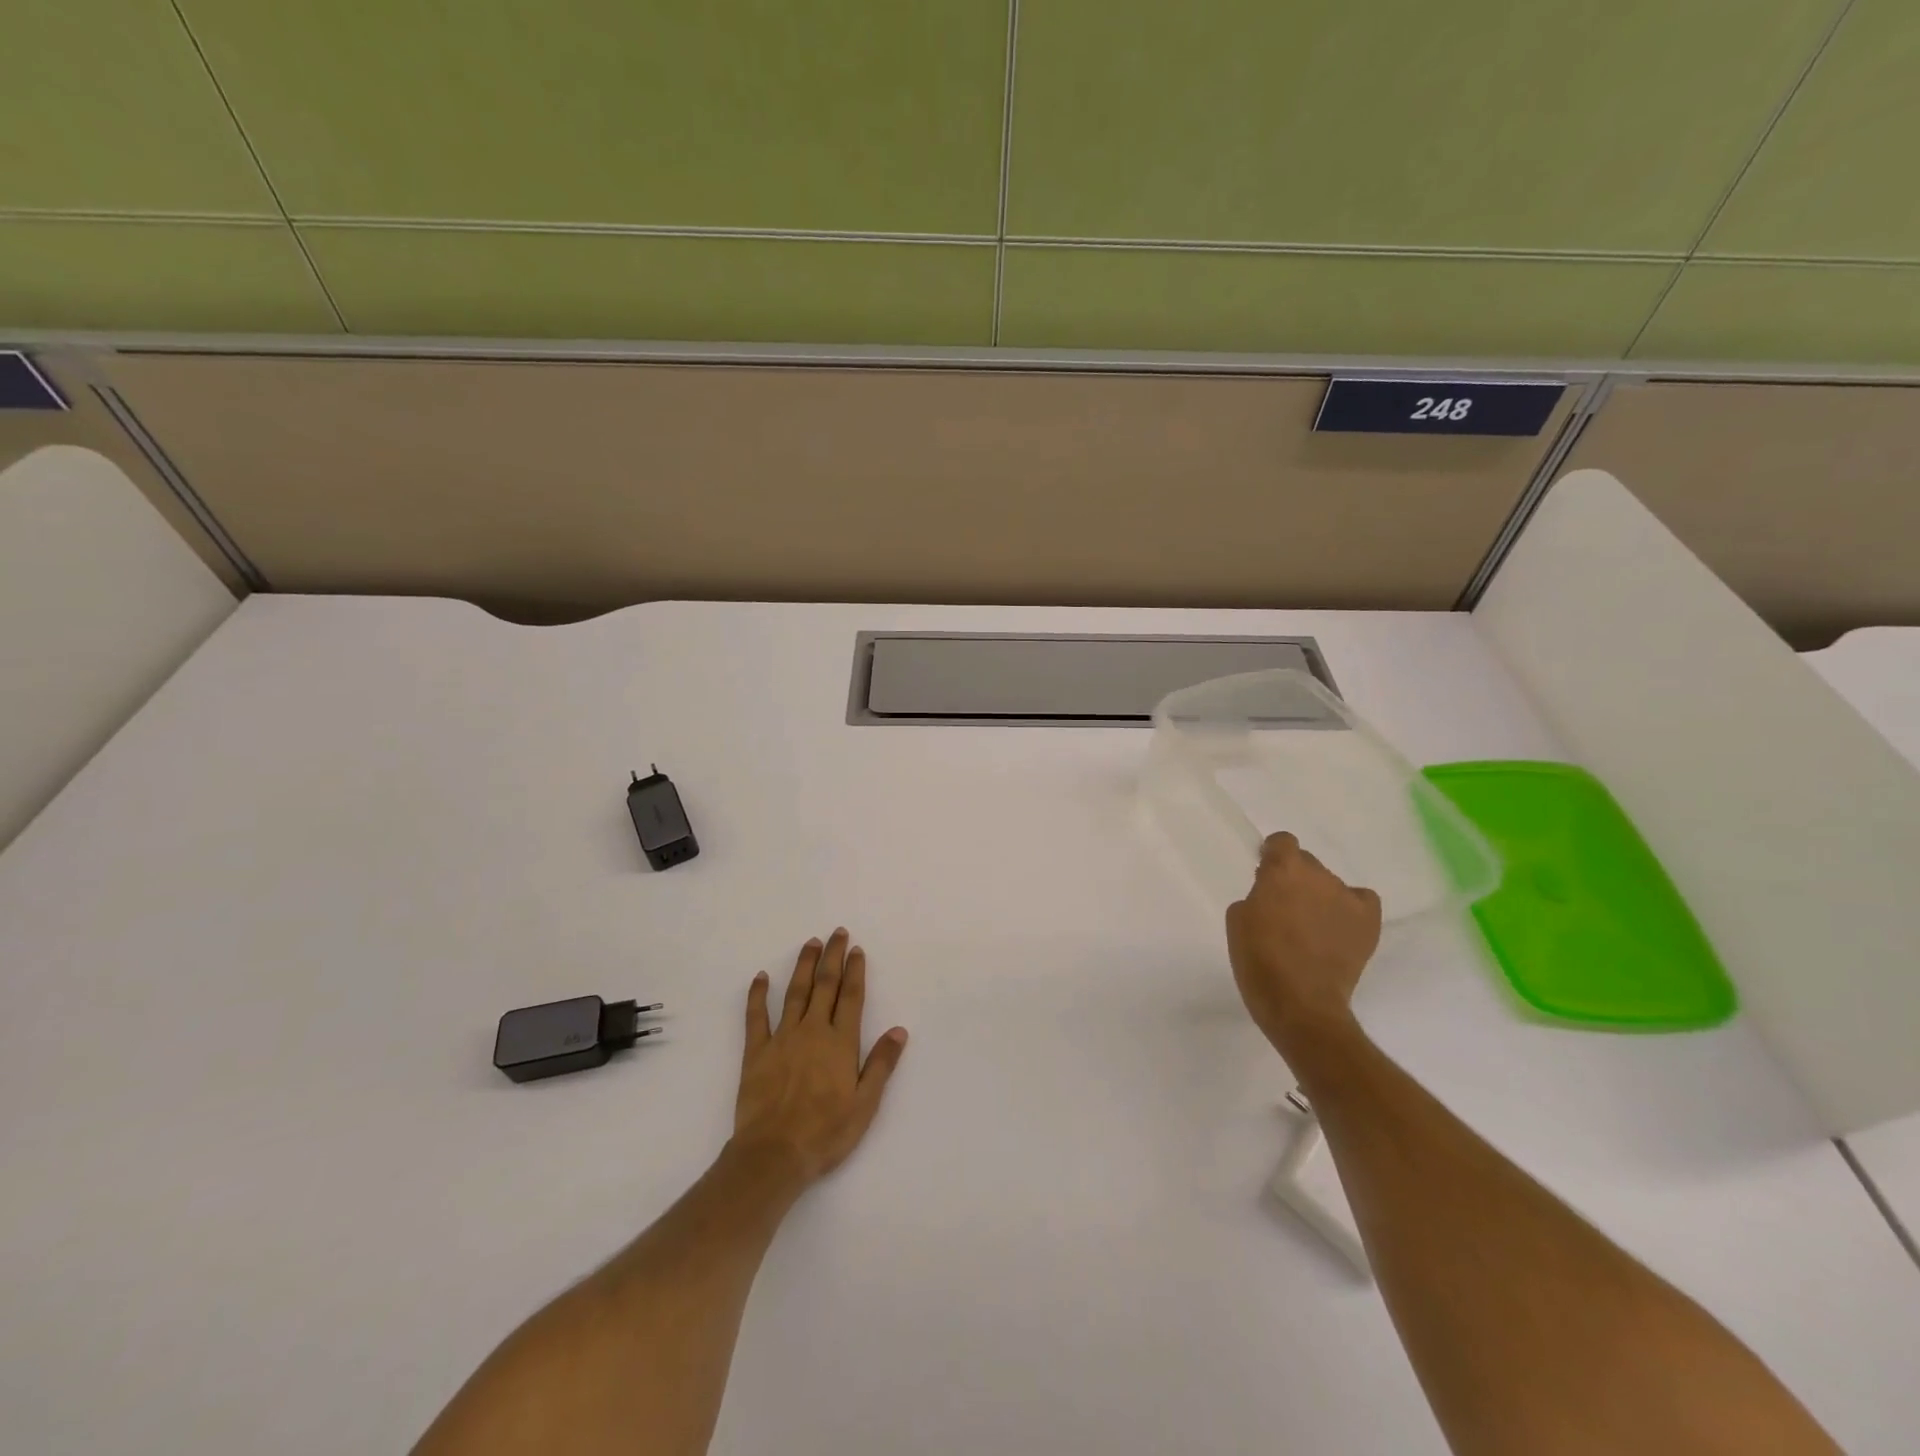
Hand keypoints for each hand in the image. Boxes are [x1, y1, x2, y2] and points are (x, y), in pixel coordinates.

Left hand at [733, 929, 908, 1185]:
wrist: (774, 1154)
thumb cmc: (826, 1132)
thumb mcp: (865, 1104)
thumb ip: (881, 1064)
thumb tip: (899, 1030)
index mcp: (840, 1042)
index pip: (851, 997)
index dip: (855, 971)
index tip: (857, 950)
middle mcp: (813, 1031)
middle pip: (824, 985)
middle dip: (832, 957)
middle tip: (836, 933)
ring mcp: (782, 1038)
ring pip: (795, 992)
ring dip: (803, 965)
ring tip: (810, 943)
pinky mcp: (756, 1052)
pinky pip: (756, 1017)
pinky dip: (757, 995)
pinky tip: (760, 977)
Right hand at [1225, 832, 1381, 1058]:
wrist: (1299, 1003)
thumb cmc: (1258, 960)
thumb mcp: (1239, 919)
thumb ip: (1257, 895)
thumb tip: (1273, 894)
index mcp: (1283, 870)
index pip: (1282, 841)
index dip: (1273, 854)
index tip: (1265, 873)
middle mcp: (1319, 876)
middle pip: (1307, 863)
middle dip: (1295, 879)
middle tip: (1285, 907)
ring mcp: (1347, 897)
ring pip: (1330, 884)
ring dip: (1319, 896)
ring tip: (1312, 927)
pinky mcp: (1368, 922)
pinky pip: (1361, 900)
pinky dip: (1350, 907)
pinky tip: (1339, 925)